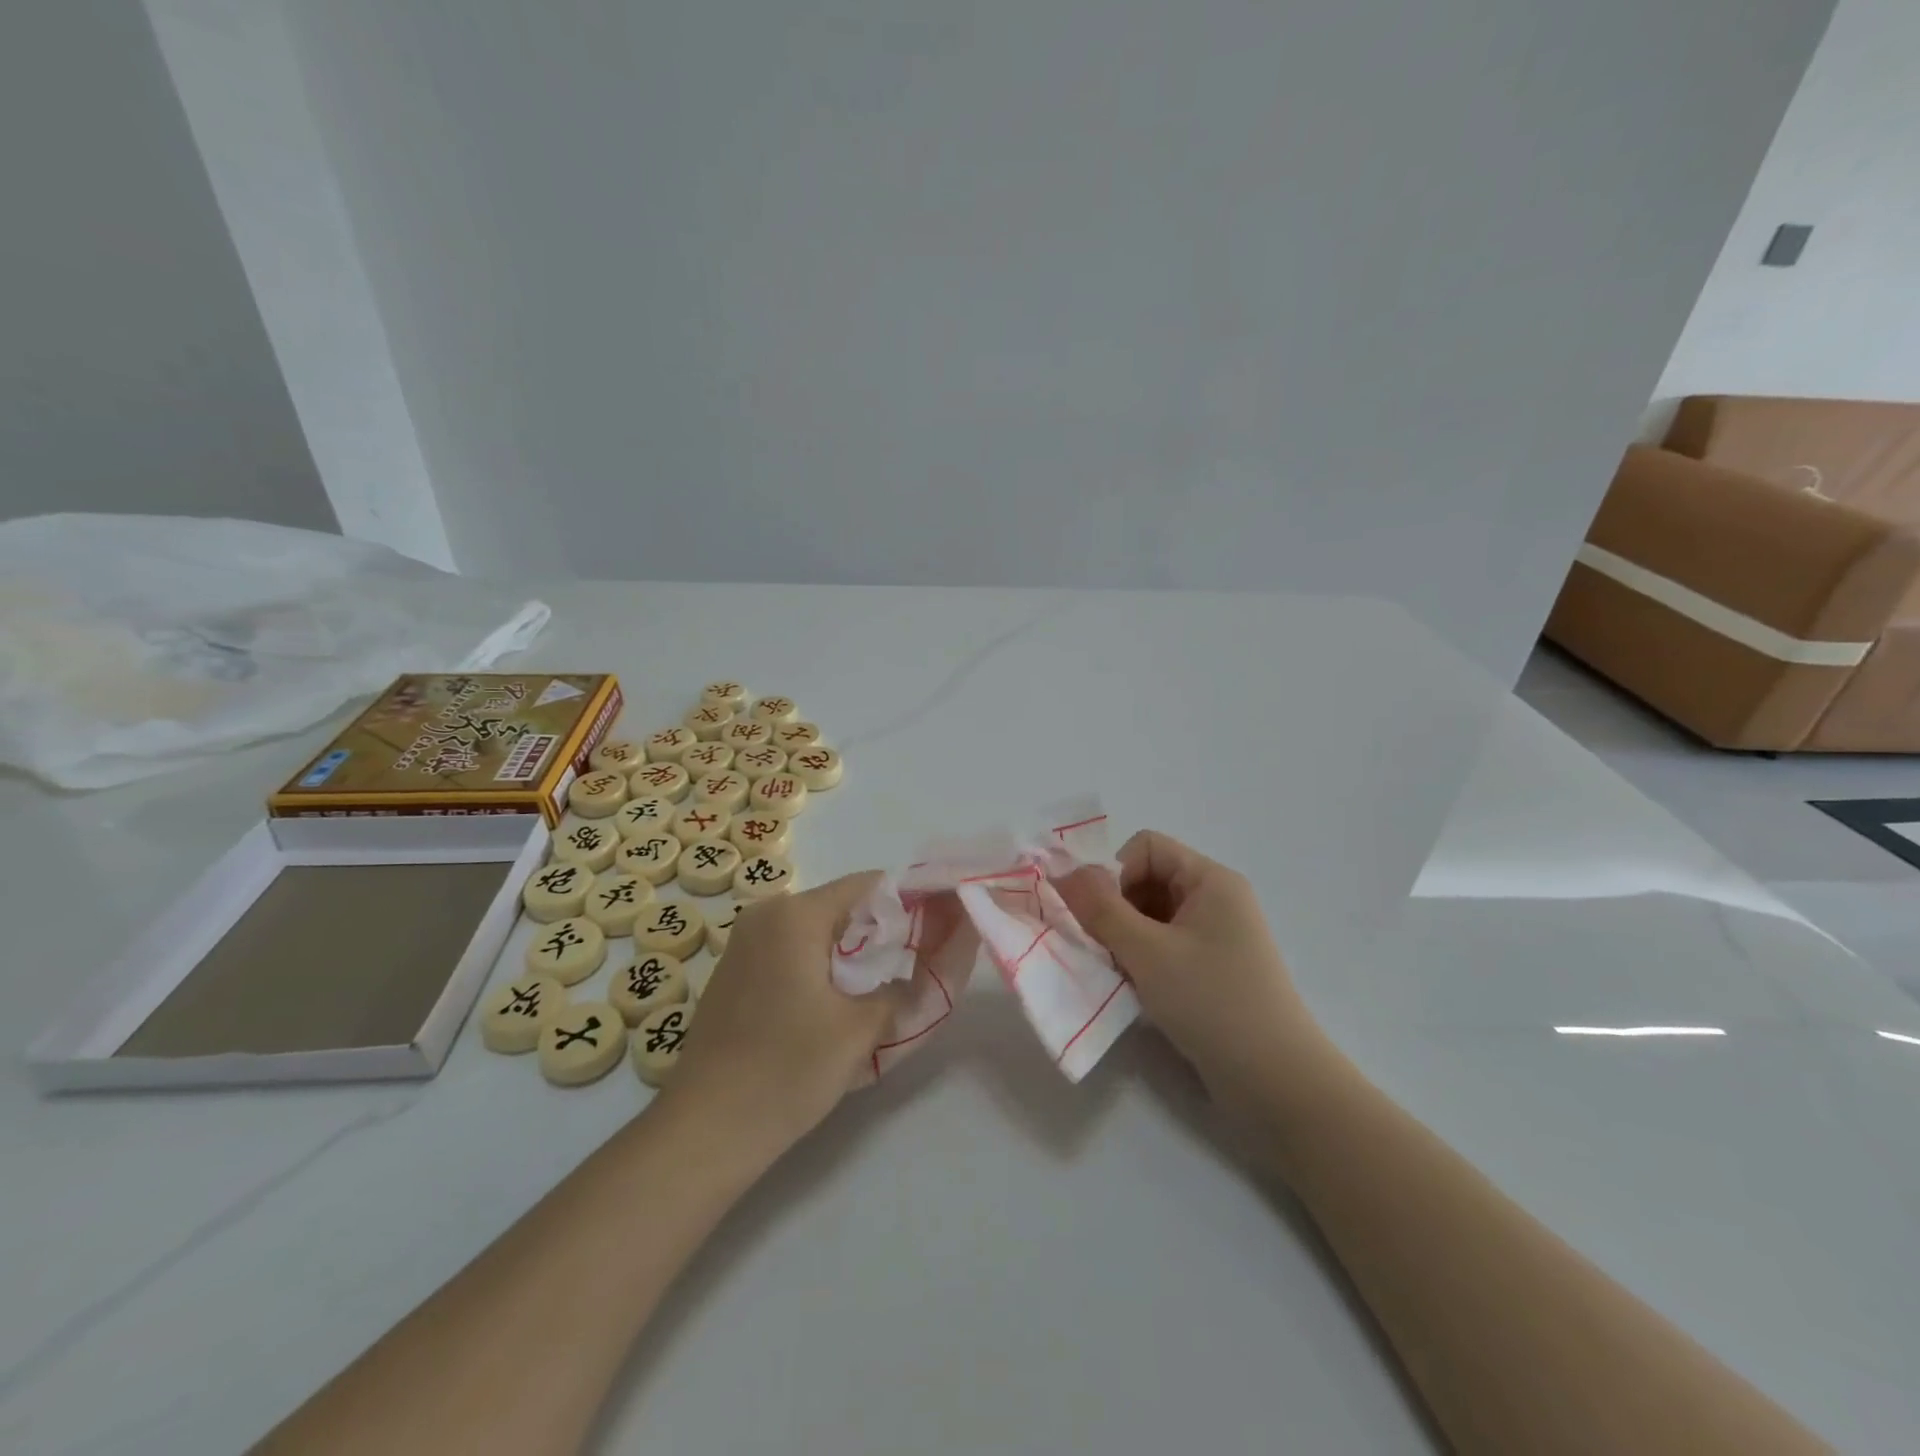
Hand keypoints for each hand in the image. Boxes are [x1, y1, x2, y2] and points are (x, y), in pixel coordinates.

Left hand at [660, 872, 906, 1154]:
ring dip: (850, 953)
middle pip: (841, 906)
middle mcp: (766, 914)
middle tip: (912, 969)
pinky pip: (790, 950)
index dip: (907, 903)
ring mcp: (743, 942)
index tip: (936, 932)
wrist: (704, 1130)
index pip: (868, 885)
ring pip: (816, 931)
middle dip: (880, 933)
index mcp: (796, 915)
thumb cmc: (787, 1071)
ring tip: (878, 991)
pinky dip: (819, 966)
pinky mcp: (734, 971)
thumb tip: (927, 966)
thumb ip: (904, 987)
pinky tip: (832, 1006)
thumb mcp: (861, 1030)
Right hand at [1058, 831, 1320, 1102]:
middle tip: (1100, 947)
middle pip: (1146, 880)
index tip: (1098, 915)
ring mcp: (1215, 937)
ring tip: (1117, 972)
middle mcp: (1215, 900)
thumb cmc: (1213, 1003)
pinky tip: (1133, 989)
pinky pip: (1163, 946)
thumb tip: (1062, 873)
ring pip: (1150, 916)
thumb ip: (1100, 909)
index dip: (1114, 872)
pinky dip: (1140, 959)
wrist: (1277, 1084)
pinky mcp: (1211, 971)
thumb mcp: (1148, 952)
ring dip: (1123, 937)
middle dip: (1114, 908)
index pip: (1146, 847)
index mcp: (1210, 880)